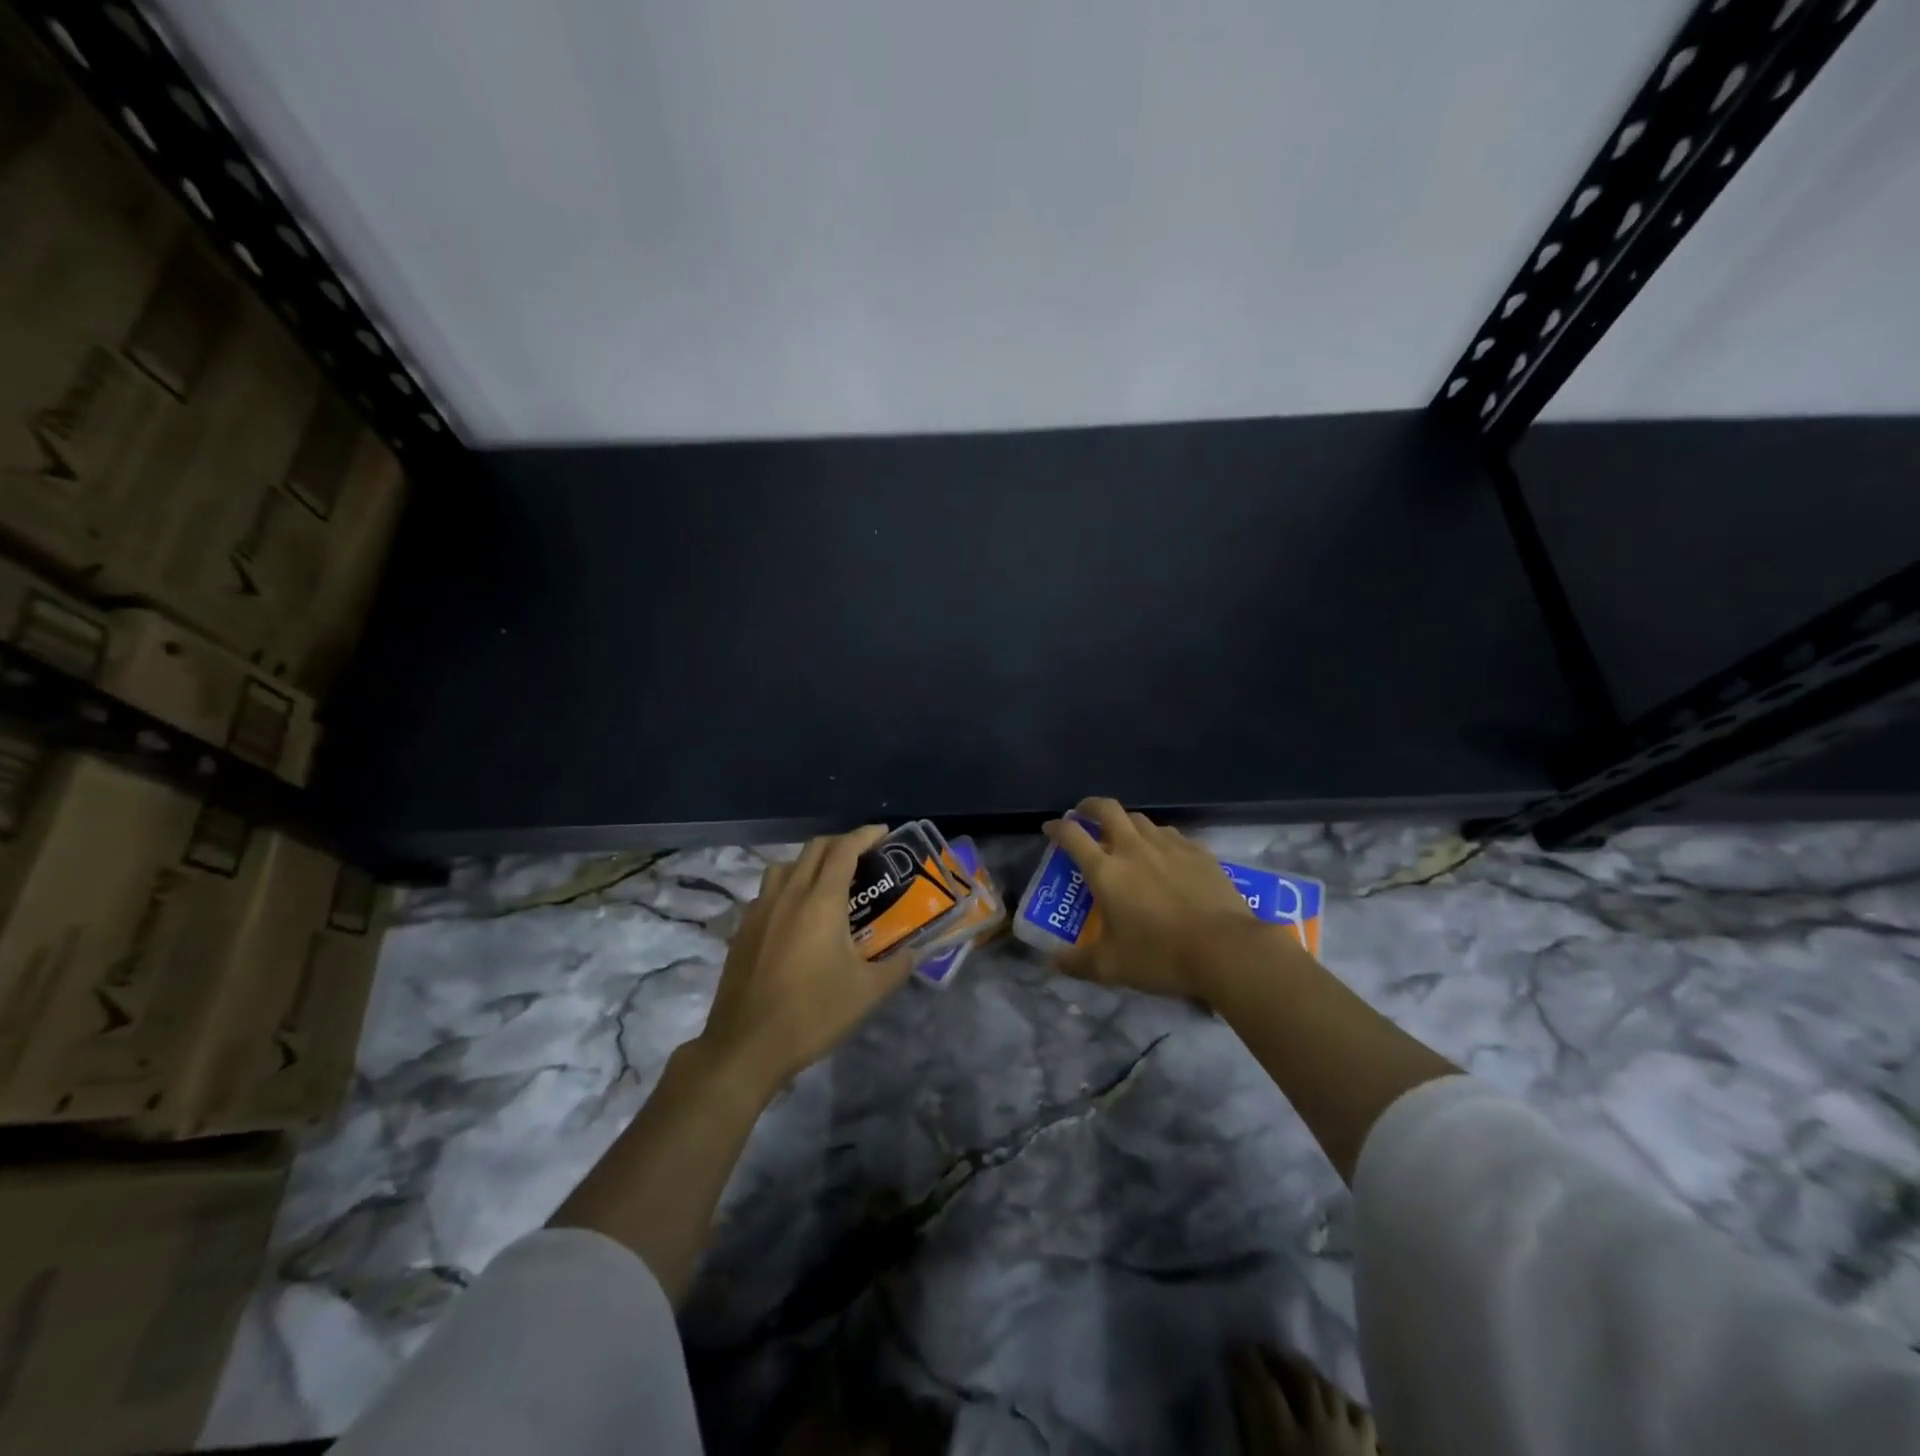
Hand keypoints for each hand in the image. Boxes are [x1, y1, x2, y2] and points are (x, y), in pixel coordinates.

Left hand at [699, 826, 913, 1096]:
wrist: (746, 1047)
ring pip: (785, 866)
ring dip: (810, 863)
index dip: (865, 835)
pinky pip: (767, 893)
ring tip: (828, 882)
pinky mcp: (742, 930)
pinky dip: (787, 888)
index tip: (883, 833)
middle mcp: (788, 895)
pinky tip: (796, 917)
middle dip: (841, 843)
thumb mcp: (867, 993)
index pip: (844, 849)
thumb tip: (916, 952)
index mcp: (820, 901)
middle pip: (813, 849)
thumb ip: (897, 966)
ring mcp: (759, 911)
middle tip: (863, 856)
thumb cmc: (813, 1014)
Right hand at [1044, 798, 1278, 1000]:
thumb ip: (1077, 962)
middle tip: (1084, 815)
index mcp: (1106, 870)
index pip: (1072, 835)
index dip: (1056, 827)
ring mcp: (1169, 846)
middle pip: (1107, 809)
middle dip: (1090, 807)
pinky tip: (1164, 855)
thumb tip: (1052, 961)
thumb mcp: (1111, 967)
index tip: (1050, 828)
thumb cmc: (1161, 956)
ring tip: (1123, 836)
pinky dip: (1157, 838)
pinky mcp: (1198, 852)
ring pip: (1140, 819)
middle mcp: (1134, 848)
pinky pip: (1170, 834)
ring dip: (1125, 821)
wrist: (1226, 949)